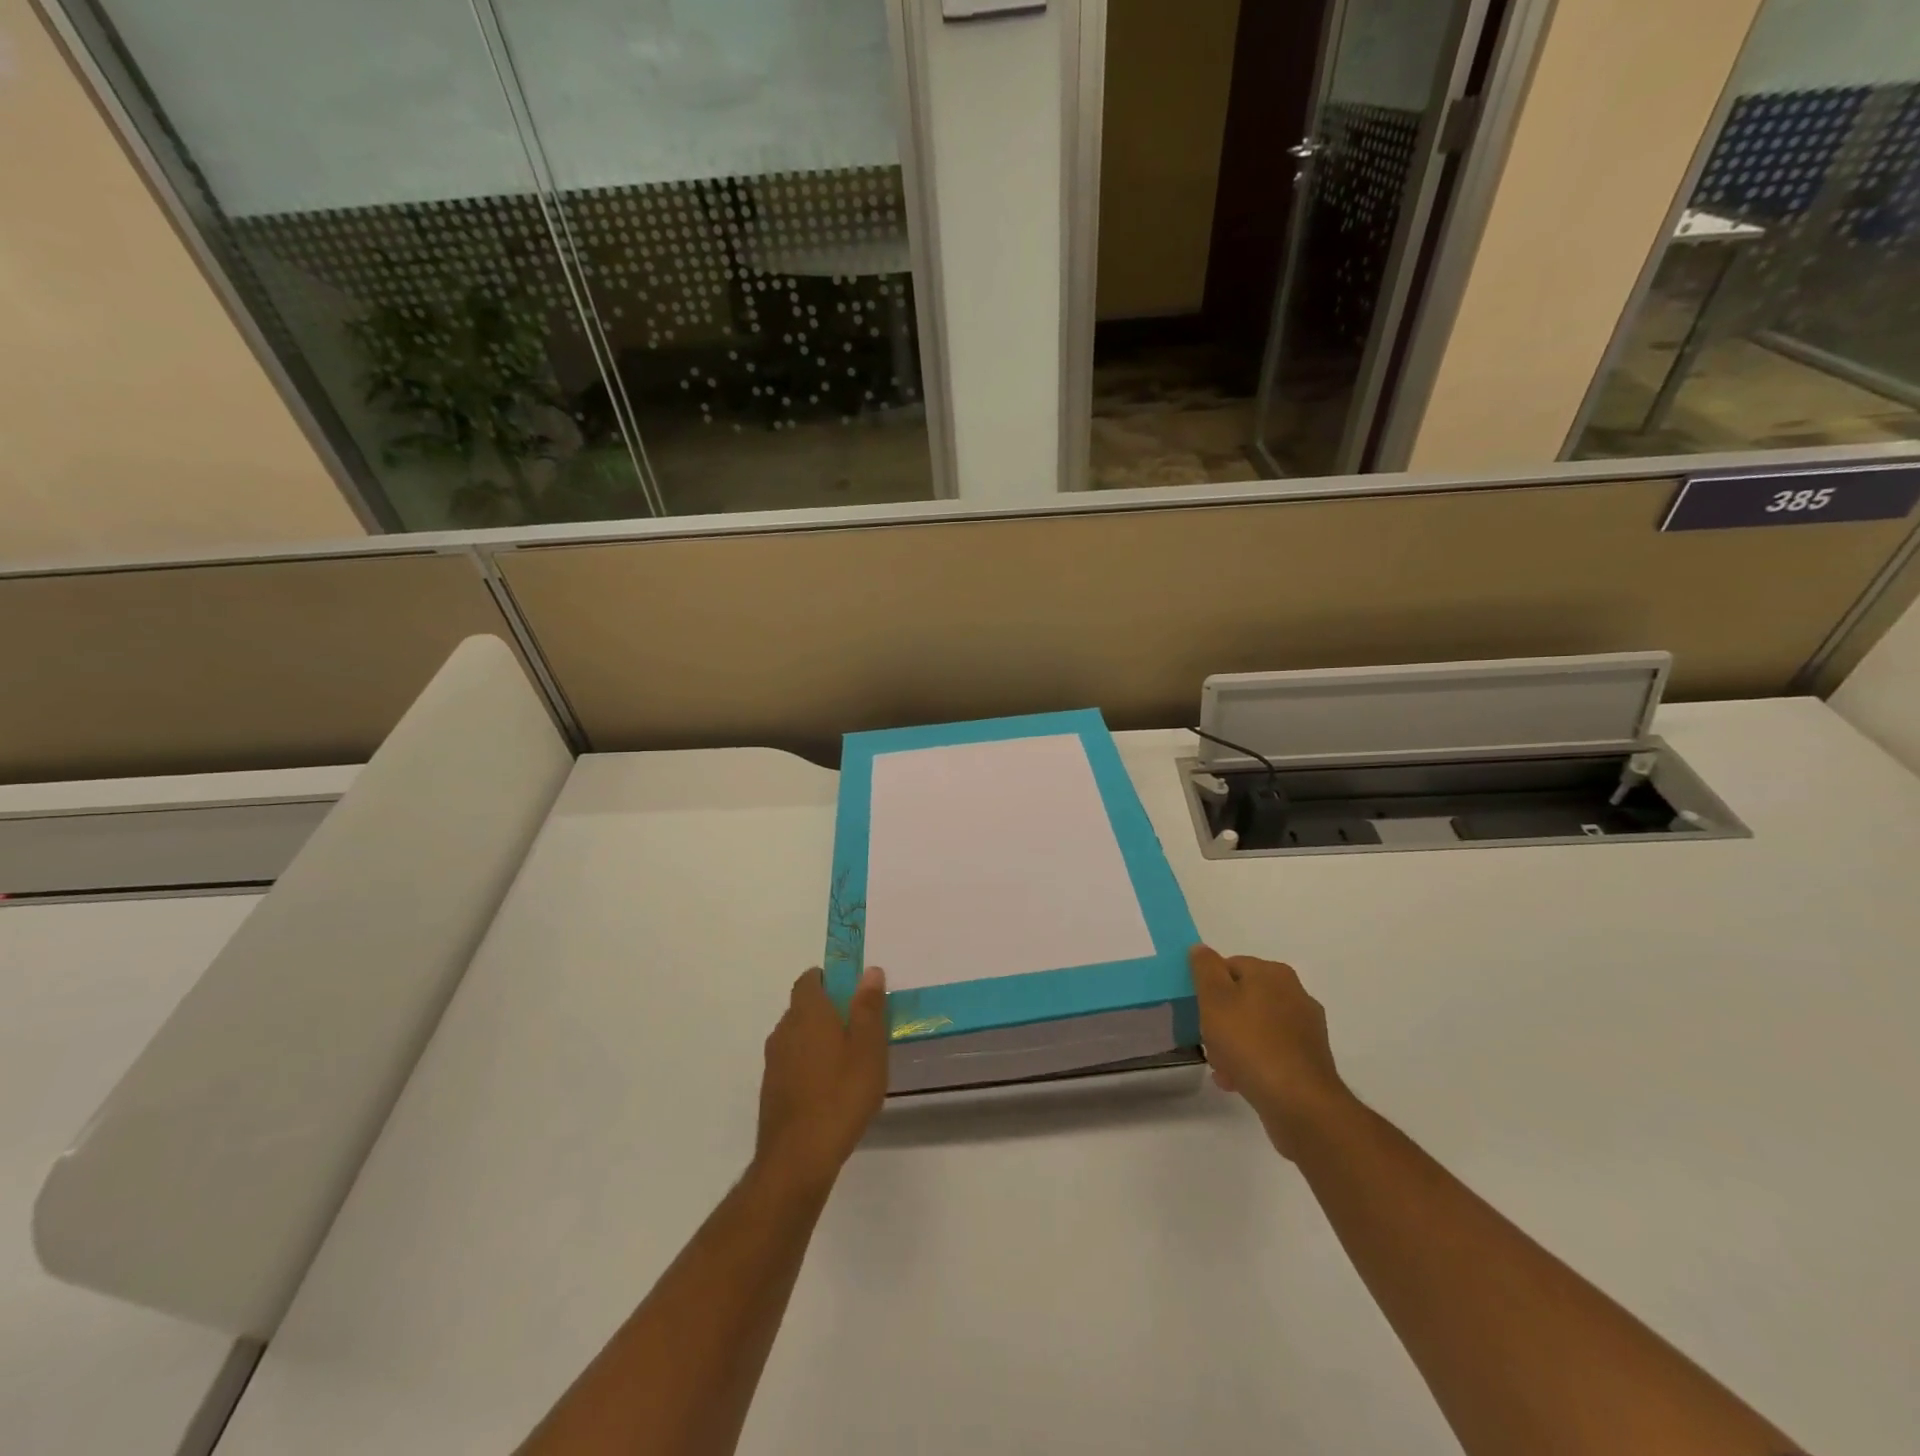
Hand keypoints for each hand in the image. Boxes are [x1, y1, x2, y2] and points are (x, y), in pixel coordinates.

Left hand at [754, 966, 888, 1195]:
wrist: (798, 1158)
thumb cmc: (841, 1094)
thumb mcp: (868, 1048)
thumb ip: (869, 1008)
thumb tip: (869, 971)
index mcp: (807, 1013)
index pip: (809, 979)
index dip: (830, 979)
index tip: (853, 990)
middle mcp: (784, 1030)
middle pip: (804, 1007)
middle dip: (829, 1010)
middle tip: (861, 1027)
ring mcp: (774, 1061)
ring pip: (798, 1036)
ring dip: (819, 1039)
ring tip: (850, 1060)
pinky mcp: (772, 1089)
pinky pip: (793, 1063)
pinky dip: (810, 1064)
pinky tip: (832, 1088)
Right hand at [1189, 945, 1352, 1158]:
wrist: (1299, 1102)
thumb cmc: (1249, 1043)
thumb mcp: (1214, 1000)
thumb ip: (1205, 969)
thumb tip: (1201, 948)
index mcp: (1273, 973)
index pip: (1230, 966)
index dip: (1209, 988)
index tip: (1199, 1011)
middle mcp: (1294, 993)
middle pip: (1243, 997)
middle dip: (1221, 1019)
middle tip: (1208, 1041)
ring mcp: (1306, 1027)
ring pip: (1256, 1026)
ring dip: (1235, 1043)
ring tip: (1222, 1068)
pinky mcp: (1310, 1058)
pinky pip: (1271, 1050)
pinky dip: (1254, 1061)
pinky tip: (1238, 1081)